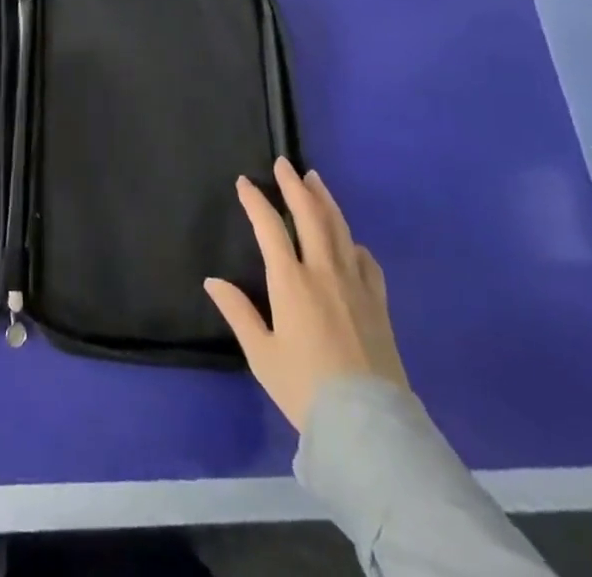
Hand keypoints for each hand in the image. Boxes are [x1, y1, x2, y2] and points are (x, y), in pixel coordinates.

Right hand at [205, 157, 408, 429]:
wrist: (368, 426)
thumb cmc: (305, 389)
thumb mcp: (262, 355)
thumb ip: (238, 313)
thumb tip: (213, 280)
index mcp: (291, 281)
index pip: (270, 228)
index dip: (256, 202)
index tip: (245, 182)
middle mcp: (324, 272)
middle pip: (310, 215)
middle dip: (294, 186)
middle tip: (284, 164)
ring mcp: (355, 285)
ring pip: (340, 229)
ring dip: (325, 201)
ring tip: (315, 180)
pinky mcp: (378, 303)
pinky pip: (366, 261)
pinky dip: (354, 242)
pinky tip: (350, 241)